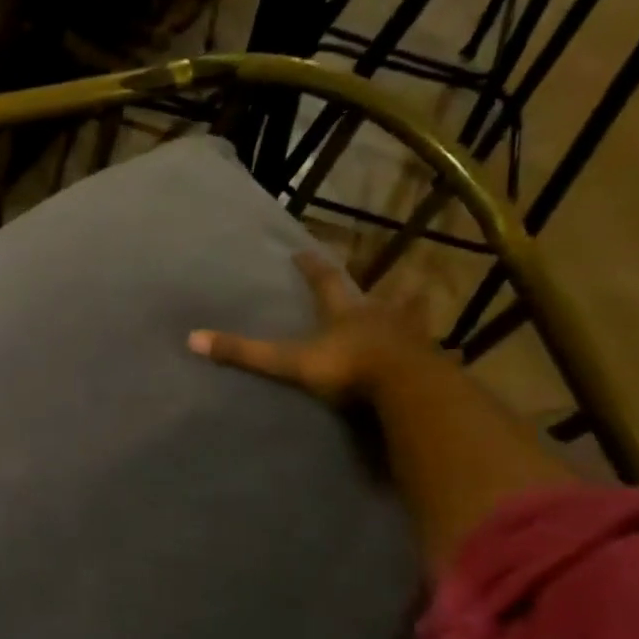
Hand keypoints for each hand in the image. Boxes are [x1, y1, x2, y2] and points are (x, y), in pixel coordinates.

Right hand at [188, 250, 429, 403]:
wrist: (405, 388)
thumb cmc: (346, 368)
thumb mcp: (289, 361)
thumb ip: (245, 353)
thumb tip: (193, 339)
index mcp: (344, 312)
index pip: (324, 281)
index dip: (312, 267)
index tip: (303, 251)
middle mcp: (379, 316)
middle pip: (377, 294)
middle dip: (373, 284)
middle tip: (377, 275)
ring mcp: (411, 337)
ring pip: (412, 316)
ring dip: (412, 309)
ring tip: (417, 300)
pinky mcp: (432, 362)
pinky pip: (435, 352)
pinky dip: (437, 350)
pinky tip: (445, 353)